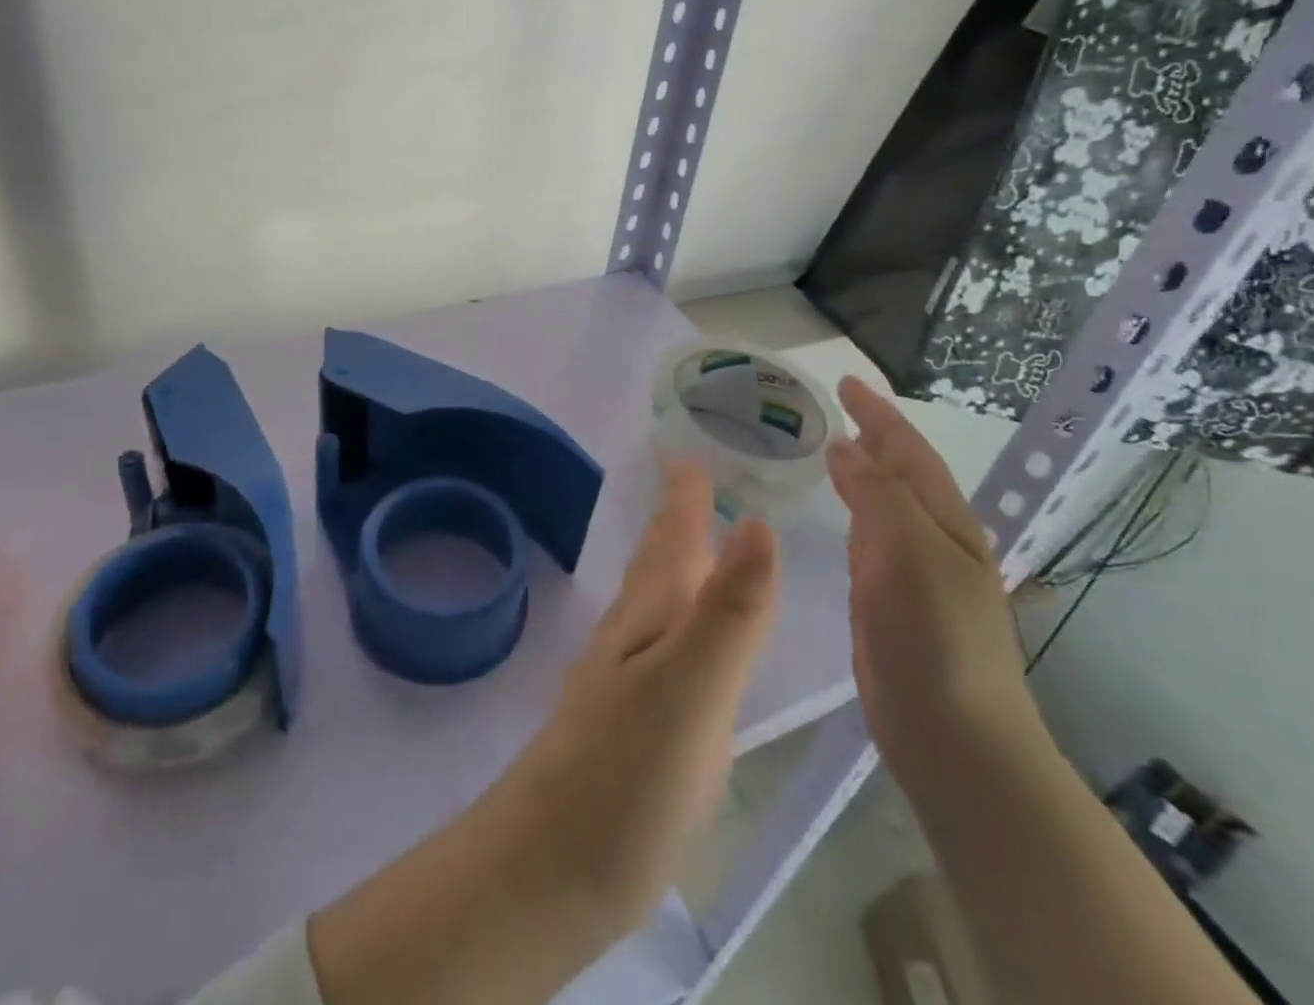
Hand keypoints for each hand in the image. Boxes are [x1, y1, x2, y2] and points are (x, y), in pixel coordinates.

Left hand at [308, 463, 780, 1004]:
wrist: (555, 866)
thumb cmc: (626, 773)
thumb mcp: (690, 688)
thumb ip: (727, 612)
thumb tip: (758, 522)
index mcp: (648, 614)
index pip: (670, 537)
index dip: (681, 494)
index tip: (685, 448)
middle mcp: (634, 635)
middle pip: (659, 562)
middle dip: (678, 519)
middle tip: (695, 481)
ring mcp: (630, 679)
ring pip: (659, 601)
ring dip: (680, 565)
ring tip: (702, 542)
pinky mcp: (636, 724)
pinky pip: (665, 645)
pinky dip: (682, 620)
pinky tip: (690, 637)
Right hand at [827, 378, 1040, 776]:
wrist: (956, 739)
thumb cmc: (936, 640)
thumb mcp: (909, 555)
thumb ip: (876, 496)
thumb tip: (843, 448)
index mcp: (945, 522)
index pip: (908, 452)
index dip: (878, 414)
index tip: (844, 382)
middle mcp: (932, 539)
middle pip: (900, 472)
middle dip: (872, 435)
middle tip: (833, 408)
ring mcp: (912, 572)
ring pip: (883, 503)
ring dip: (861, 470)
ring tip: (828, 448)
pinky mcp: (888, 601)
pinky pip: (867, 538)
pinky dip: (851, 510)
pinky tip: (834, 513)